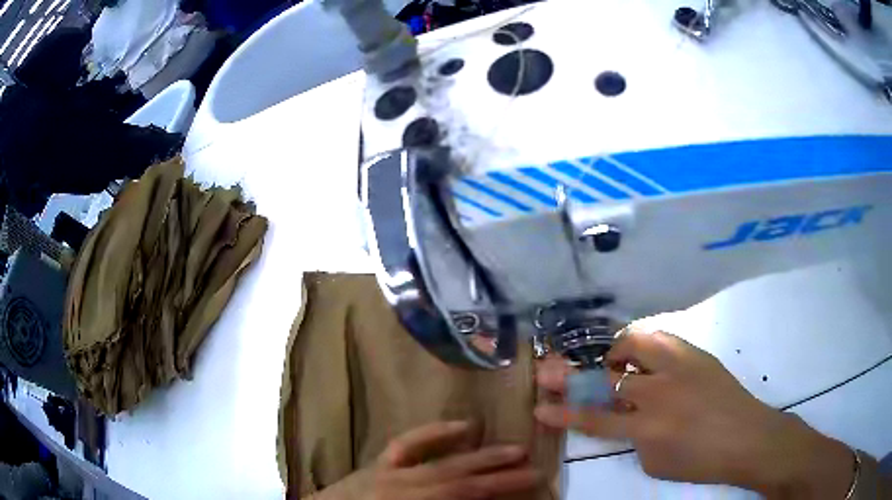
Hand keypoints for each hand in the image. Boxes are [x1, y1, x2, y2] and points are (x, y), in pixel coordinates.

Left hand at [323, 421, 541, 499]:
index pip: (465, 494)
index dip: (501, 488)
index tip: (534, 480)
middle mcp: (402, 487)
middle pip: (458, 478)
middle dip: (498, 473)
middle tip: (534, 465)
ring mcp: (387, 472)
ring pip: (440, 460)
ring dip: (477, 454)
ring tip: (510, 448)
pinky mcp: (377, 464)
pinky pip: (407, 443)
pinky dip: (435, 433)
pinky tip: (462, 426)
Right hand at [535, 330, 855, 498]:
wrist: (748, 437)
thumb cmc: (702, 461)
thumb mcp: (656, 463)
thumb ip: (633, 439)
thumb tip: (624, 418)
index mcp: (648, 428)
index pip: (594, 419)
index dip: (563, 413)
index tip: (540, 407)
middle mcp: (659, 392)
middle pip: (608, 376)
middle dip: (577, 373)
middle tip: (568, 371)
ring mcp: (680, 367)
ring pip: (636, 342)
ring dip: (617, 350)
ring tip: (616, 361)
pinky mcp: (696, 353)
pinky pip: (662, 339)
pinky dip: (646, 346)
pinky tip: (649, 357)